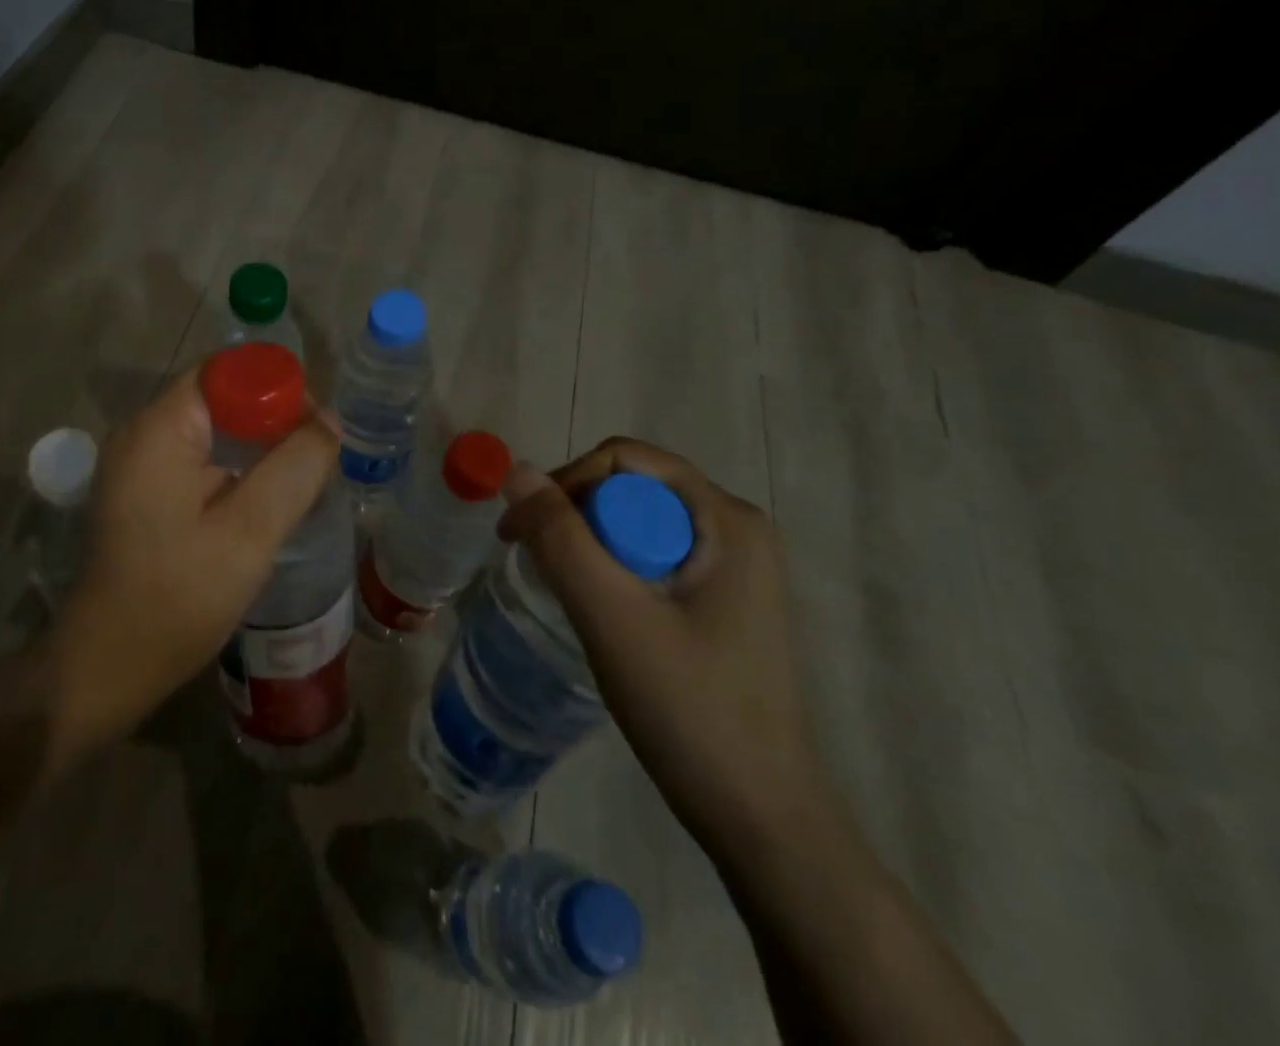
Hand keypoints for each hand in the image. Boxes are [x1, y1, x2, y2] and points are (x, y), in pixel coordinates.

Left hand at [46, 365, 338, 743]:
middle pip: (221, 398)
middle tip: (318, 458)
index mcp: (159, 429)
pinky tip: (267, 501)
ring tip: (302, 479)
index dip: (276, 387)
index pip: (226, 372)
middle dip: (273, 419)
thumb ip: (294, 469)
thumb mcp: (249, 532)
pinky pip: (202, 459)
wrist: (110, 668)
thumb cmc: (177, 598)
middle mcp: (143, 434)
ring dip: (259, 447)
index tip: (315, 428)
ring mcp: (141, 464)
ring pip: (215, 430)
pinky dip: (238, 469)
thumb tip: (330, 420)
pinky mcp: (146, 492)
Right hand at [500, 438, 843, 867]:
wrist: (763, 820)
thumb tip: (516, 470)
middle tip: (538, 568)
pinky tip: (601, 612)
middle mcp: (735, 528)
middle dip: (576, 516)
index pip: (625, 460)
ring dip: (590, 546)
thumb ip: (561, 538)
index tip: (522, 534)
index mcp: (726, 518)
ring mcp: (734, 567)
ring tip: (564, 593)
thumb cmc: (691, 711)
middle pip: (631, 488)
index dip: (566, 484)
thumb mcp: (613, 617)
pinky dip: (614, 571)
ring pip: (637, 524)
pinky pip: (652, 557)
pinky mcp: (722, 601)